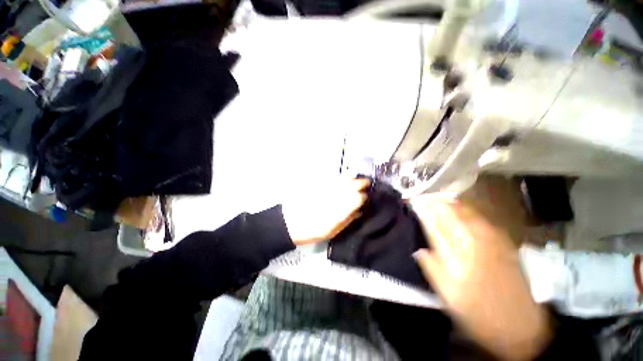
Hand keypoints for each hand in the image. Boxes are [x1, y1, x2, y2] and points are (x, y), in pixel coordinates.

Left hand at [281, 178, 369, 245]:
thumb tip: (359, 211)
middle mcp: (337, 194)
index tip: (365, 199)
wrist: (290, 222)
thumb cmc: (312, 230)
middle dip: (362, 183)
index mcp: (342, 207)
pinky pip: (334, 177)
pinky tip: (343, 177)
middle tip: (366, 184)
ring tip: (356, 178)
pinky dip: (341, 176)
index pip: (359, 198)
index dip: (364, 197)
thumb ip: (348, 219)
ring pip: (344, 178)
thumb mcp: (333, 231)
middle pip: (354, 184)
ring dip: (352, 177)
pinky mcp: (320, 183)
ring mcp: (328, 187)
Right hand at [411, 197, 551, 360]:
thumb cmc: (478, 313)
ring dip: (453, 203)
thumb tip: (418, 249)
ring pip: (469, 214)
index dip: (424, 211)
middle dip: (437, 203)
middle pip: (452, 215)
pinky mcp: (505, 244)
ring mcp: (493, 242)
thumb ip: (432, 269)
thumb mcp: (448, 296)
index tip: (414, 201)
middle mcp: (475, 244)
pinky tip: (465, 208)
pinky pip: (484, 220)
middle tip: (425, 195)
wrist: (520, 326)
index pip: (435, 226)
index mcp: (458, 256)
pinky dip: (471, 211)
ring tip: (441, 197)